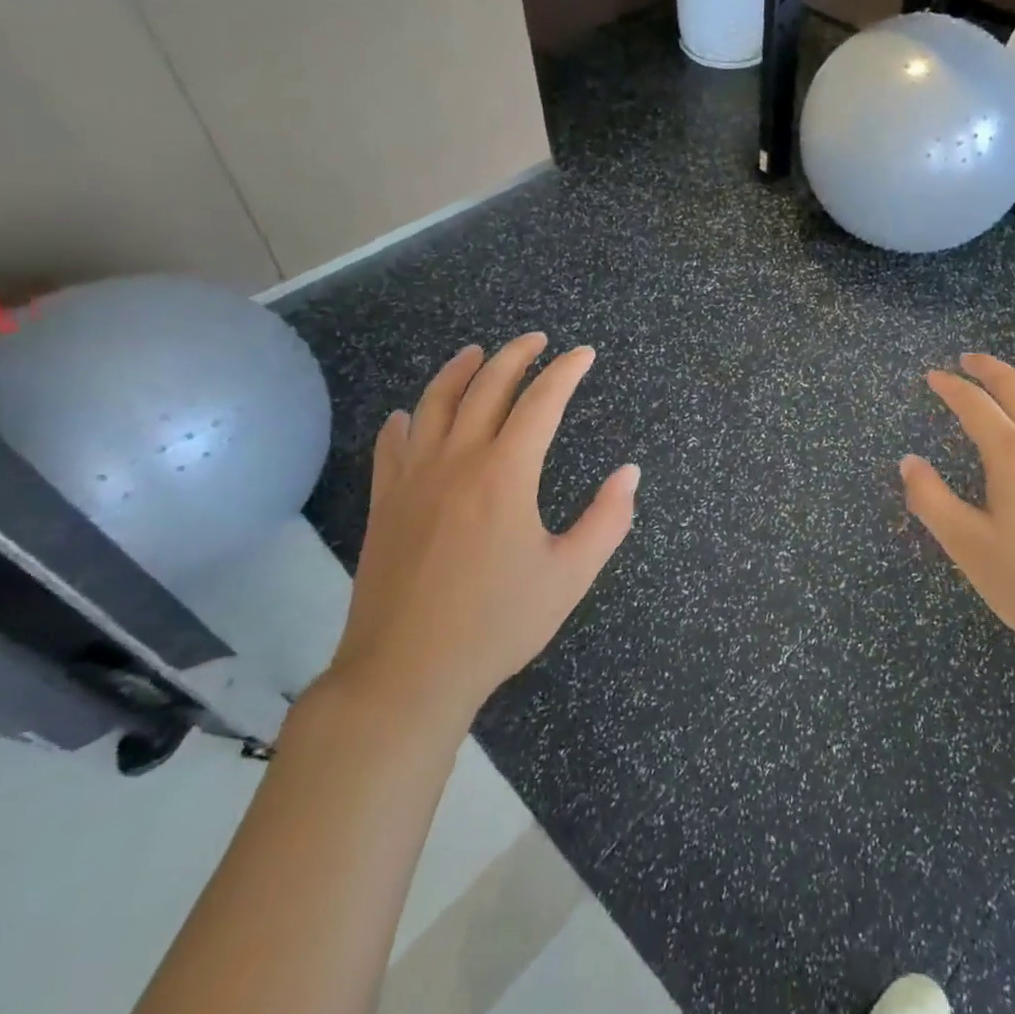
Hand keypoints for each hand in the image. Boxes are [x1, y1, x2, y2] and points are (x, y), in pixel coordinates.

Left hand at [321, 333, 638, 730]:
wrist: (406, 673)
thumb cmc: (497, 623)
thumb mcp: (570, 575)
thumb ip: (607, 520)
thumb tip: (629, 473)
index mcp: (506, 473)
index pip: (541, 401)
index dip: (565, 372)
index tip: (583, 354)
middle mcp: (457, 460)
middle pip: (486, 388)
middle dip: (516, 356)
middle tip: (537, 340)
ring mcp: (413, 479)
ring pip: (434, 404)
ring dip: (459, 371)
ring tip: (477, 353)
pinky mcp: (385, 503)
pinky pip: (392, 445)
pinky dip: (406, 420)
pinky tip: (411, 415)